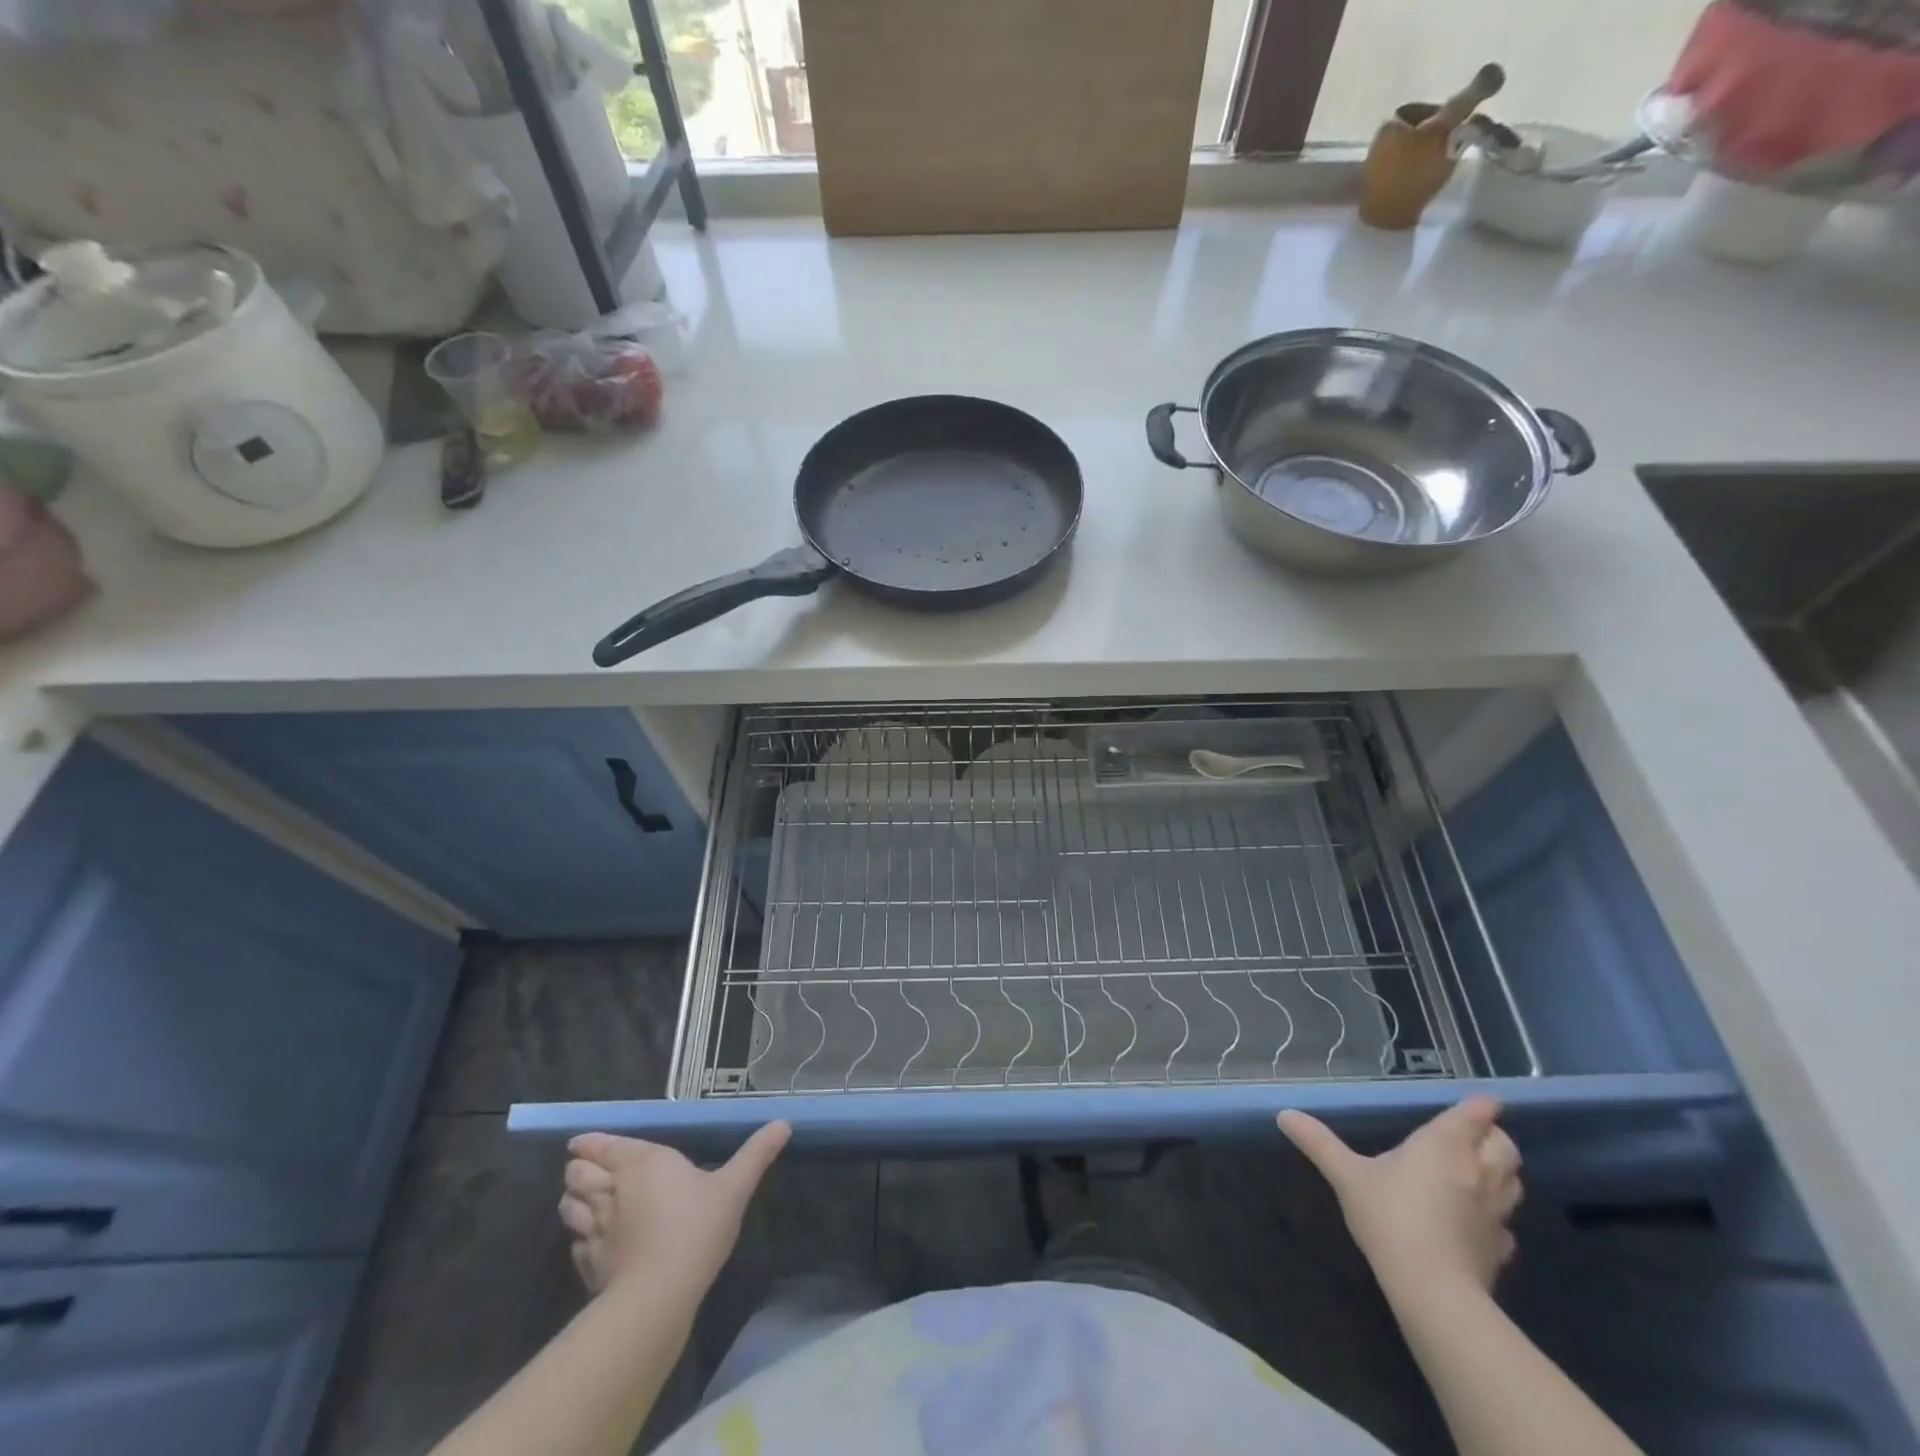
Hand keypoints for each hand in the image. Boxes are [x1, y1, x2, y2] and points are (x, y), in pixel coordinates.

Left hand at [558, 1123, 790, 1298]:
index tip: (581, 1144)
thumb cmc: (697, 1228)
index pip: (603, 1146)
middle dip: (578, 1169)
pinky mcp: (588, 1265)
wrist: (659, 1294)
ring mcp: (595, 1229)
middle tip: (587, 1170)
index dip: (590, 1144)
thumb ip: (756, 1154)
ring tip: (582, 1202)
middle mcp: (612, 1189)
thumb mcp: (734, 1186)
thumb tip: (784, 1123)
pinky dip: (577, 1237)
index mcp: (642, 1161)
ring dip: (572, 1201)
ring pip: (568, 1206)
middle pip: (576, 1173)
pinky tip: (590, 1241)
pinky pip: (574, 1243)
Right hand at [1279, 1097, 1521, 1292]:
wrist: (1433, 1290)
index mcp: (1444, 1145)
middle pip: (1506, 1145)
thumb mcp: (1346, 1175)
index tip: (1483, 1101)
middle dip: (1494, 1137)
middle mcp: (1478, 1171)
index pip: (1476, 1114)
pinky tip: (1475, 1220)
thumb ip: (1318, 1143)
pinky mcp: (1501, 1248)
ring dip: (1502, 1171)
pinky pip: (1506, 1222)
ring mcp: (1495, 1212)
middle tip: (1473, 1136)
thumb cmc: (1390, 1217)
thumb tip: (1284, 1114)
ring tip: (1478, 1172)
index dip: (1481, 1105)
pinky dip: (1496, 1215)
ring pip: (1515, 1181)